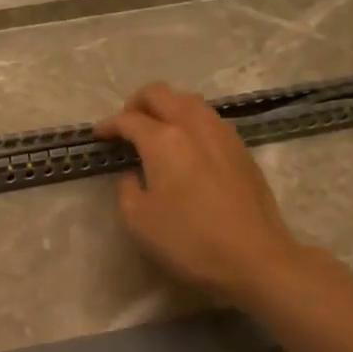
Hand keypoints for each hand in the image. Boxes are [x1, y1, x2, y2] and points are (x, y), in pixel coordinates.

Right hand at [96, 83, 303, 305]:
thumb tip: (134, 173)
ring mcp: (222, 134)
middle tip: (126, 125)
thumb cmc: (189, 240)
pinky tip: (187, 146)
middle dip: (137, 103)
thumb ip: (127, 188)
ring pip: (189, 101)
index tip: (98, 135)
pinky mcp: (242, 149)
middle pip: (160, 94)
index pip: (128, 120)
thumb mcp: (138, 219)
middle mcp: (193, 125)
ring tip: (157, 131)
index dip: (108, 125)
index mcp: (163, 140)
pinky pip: (209, 119)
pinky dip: (190, 122)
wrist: (255, 257)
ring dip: (167, 107)